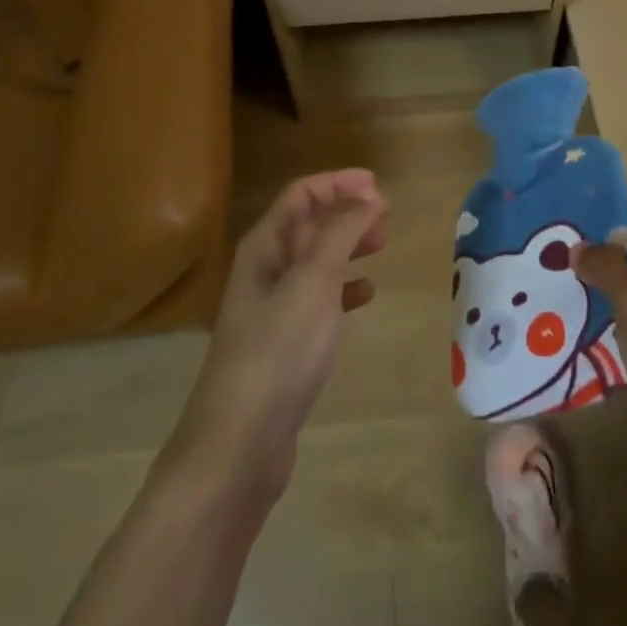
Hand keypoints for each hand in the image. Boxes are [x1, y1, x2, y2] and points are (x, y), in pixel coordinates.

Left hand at [169, 169, 387, 501]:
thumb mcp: (314, 280)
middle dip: (346, 212)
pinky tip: (366, 294)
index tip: (378, 185)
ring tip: (382, 245)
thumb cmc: (278, 350)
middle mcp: (265, 269)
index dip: (338, 183)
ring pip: (316, 259)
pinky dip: (344, 287)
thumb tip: (367, 196)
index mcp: (264, 247)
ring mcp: (273, 307)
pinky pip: (318, 297)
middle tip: (387, 216)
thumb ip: (341, 232)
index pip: (301, 195)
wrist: (239, 443)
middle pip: (308, 223)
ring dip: (348, 245)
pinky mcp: (284, 342)